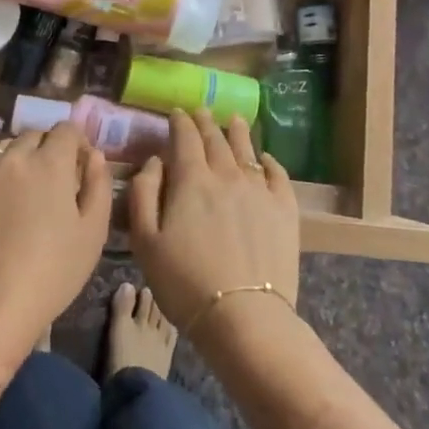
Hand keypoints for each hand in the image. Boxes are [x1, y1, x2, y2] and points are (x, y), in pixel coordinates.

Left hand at [0, 123, 111, 355]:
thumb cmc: (52, 274)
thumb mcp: (93, 233)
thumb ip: (98, 185)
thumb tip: (93, 154)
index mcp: (51, 163)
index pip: (66, 130)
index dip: (74, 143)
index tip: (75, 164)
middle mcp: (13, 156)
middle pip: (31, 138)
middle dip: (42, 153)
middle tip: (43, 185)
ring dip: (9, 164)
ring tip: (9, 195)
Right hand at [127, 109, 300, 336]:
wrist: (244, 316)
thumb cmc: (184, 282)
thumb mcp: (145, 241)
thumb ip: (143, 193)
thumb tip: (155, 161)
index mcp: (191, 180)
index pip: (185, 138)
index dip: (179, 122)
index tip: (176, 113)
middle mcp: (227, 175)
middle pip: (216, 139)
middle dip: (205, 123)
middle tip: (201, 112)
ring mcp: (260, 190)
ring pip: (247, 150)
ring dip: (237, 132)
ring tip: (235, 119)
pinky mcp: (285, 210)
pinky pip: (278, 175)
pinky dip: (269, 162)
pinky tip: (266, 159)